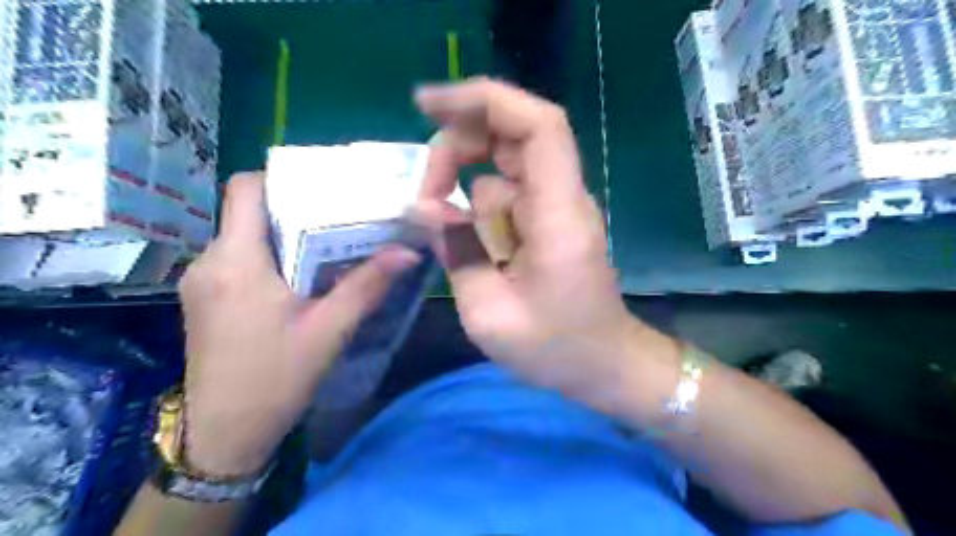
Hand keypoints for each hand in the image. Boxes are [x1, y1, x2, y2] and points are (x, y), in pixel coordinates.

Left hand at [178, 173, 419, 474]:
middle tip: (340, 218)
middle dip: (294, 209)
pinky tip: (300, 280)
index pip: (245, 189)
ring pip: (245, 238)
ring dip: (284, 237)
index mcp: (236, 261)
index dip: (282, 179)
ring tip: (327, 247)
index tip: (322, 188)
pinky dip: (270, 259)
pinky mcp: (205, 300)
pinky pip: (239, 261)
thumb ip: (367, 286)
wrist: (224, 435)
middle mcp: (209, 262)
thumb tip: (408, 252)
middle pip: (249, 213)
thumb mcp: (330, 329)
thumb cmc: (276, 378)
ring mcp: (202, 282)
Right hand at [419, 76, 666, 406]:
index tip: (429, 104)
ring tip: (439, 225)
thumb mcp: (490, 314)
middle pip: (513, 133)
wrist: (606, 365)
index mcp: (558, 215)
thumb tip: (421, 208)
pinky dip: (475, 206)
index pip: (537, 127)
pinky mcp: (547, 221)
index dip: (485, 101)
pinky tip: (464, 239)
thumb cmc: (557, 350)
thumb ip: (455, 254)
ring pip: (502, 165)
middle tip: (426, 190)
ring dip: (462, 182)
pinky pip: (504, 194)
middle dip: (460, 145)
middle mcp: (562, 198)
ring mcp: (555, 207)